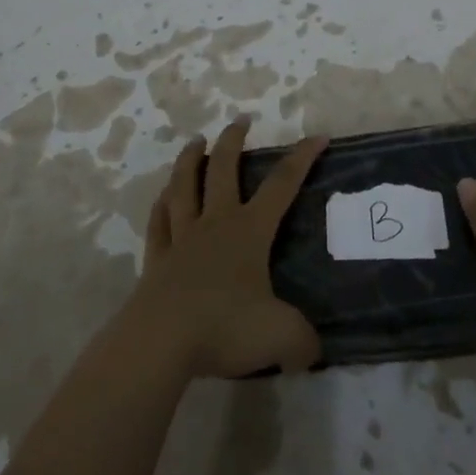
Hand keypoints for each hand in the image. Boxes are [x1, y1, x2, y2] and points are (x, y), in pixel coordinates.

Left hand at [128, 118, 328, 379]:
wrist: (161, 342)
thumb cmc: (224, 327)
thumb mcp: (280, 337)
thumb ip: (302, 343)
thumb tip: (311, 354)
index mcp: (249, 231)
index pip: (282, 185)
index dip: (302, 158)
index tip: (318, 135)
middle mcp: (216, 224)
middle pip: (224, 170)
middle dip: (234, 142)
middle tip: (240, 120)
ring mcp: (182, 239)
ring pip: (185, 186)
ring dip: (191, 160)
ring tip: (195, 141)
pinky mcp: (156, 260)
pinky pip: (159, 223)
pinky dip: (162, 205)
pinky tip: (163, 197)